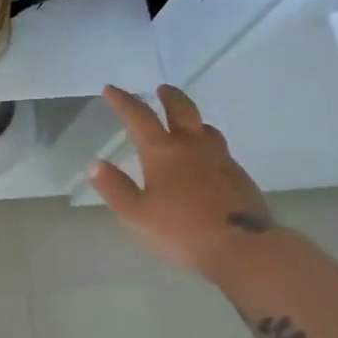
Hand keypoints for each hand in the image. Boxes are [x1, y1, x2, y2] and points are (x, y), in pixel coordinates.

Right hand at [88, 85, 275, 276]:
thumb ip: (115, 188)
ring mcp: (221, 160)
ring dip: (192, 120)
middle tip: (161, 89)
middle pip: (182, 110)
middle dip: (169, 97)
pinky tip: (206, 162)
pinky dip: (208, 146)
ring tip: (186, 124)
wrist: (242, 248)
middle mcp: (193, 146)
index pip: (139, 117)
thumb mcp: (136, 214)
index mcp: (163, 151)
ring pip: (206, 129)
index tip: (111, 89)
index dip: (123, 101)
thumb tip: (95, 164)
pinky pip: (221, 151)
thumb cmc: (181, 230)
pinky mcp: (240, 177)